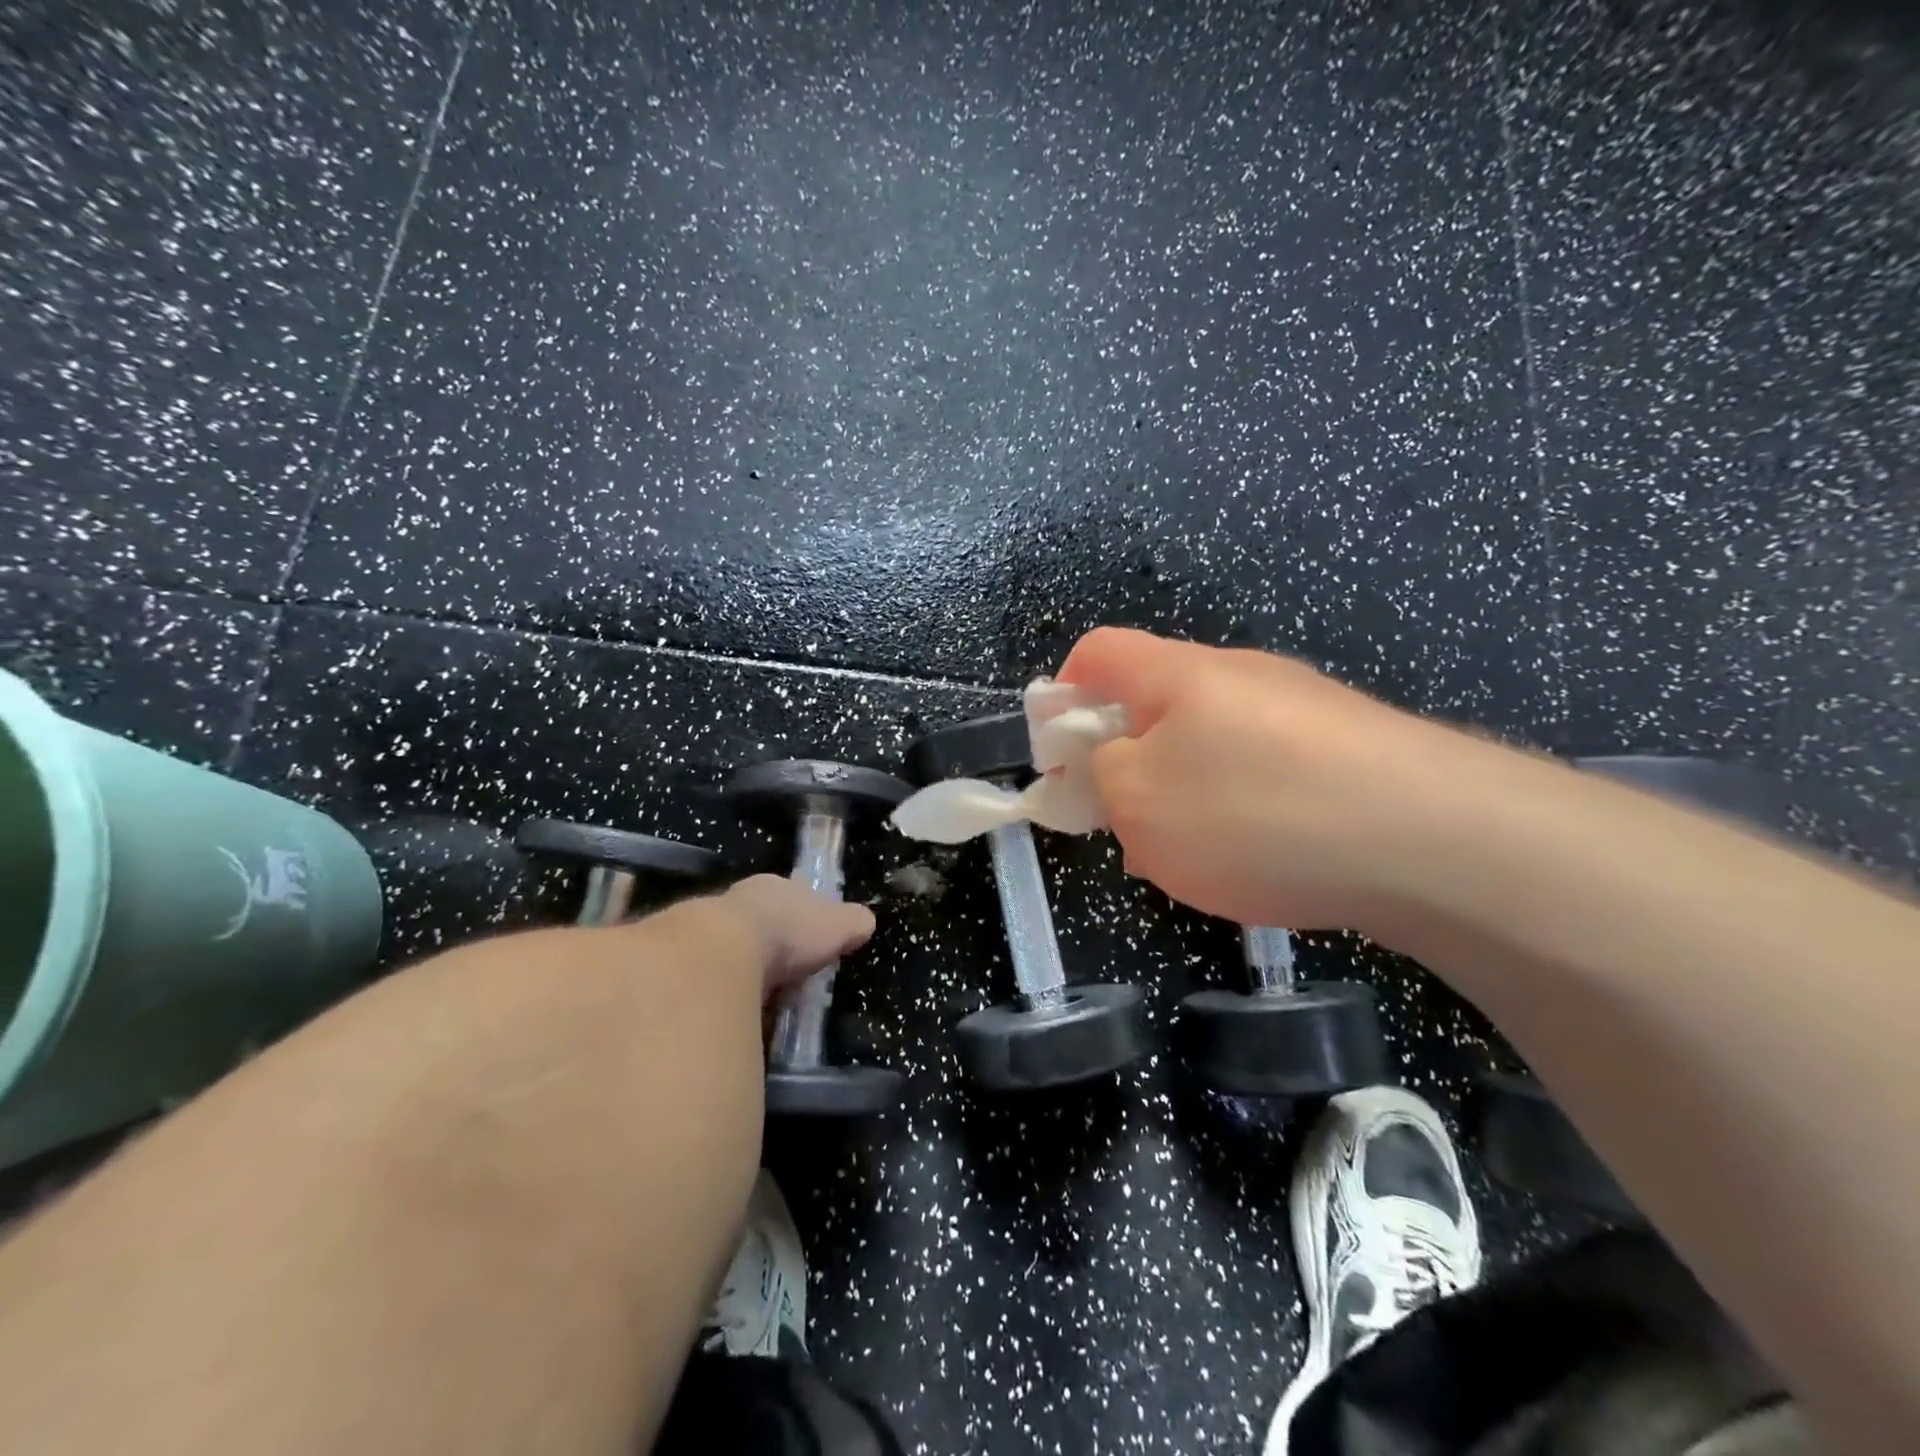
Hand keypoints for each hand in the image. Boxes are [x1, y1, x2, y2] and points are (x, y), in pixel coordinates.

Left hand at [709, 874, 875, 997]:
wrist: (723, 953)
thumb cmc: (788, 929)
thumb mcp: (838, 924)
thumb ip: (853, 922)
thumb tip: (866, 923)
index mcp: (774, 886)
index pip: (793, 898)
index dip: (806, 921)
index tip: (815, 945)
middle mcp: (740, 902)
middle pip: (764, 926)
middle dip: (776, 950)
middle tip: (793, 979)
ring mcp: (709, 932)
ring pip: (738, 953)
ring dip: (751, 974)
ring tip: (768, 1002)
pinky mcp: (690, 966)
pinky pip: (719, 981)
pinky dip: (731, 995)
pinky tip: (742, 1013)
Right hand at [1057, 627, 1474, 931]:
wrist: (1437, 840)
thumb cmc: (1255, 812)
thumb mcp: (1139, 802)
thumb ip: (1100, 774)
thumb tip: (1107, 762)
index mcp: (1180, 673)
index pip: (1100, 651)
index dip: (1063, 692)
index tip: (1059, 753)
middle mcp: (1242, 676)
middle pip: (1158, 700)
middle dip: (1126, 757)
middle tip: (1124, 821)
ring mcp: (1305, 710)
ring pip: (1214, 742)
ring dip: (1184, 790)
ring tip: (1192, 856)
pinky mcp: (1354, 751)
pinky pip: (1269, 771)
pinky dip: (1243, 808)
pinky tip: (1261, 860)